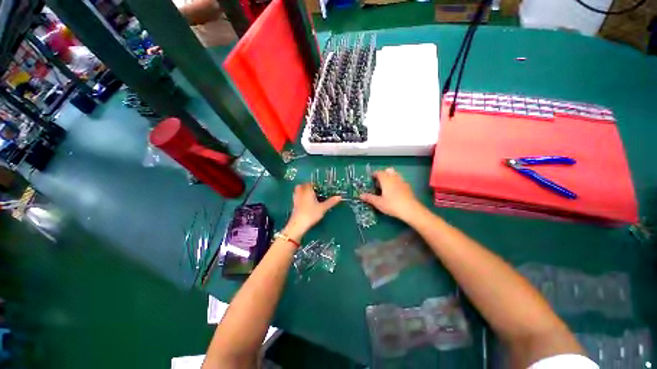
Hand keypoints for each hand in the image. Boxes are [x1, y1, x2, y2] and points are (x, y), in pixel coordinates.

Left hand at [283, 183, 340, 240]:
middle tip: (313, 190)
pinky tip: (305, 204)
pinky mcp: (294, 207)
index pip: (309, 184)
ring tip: (309, 196)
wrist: (298, 224)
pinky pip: (297, 199)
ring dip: (302, 192)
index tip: (318, 186)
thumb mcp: (323, 208)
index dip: (313, 184)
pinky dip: (300, 199)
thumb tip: (339, 197)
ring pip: (297, 192)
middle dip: (306, 187)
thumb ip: (330, 202)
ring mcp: (296, 200)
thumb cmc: (311, 214)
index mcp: (307, 191)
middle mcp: (300, 194)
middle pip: (301, 186)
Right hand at [360, 168, 421, 221]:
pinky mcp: (408, 187)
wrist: (410, 210)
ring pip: (395, 174)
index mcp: (386, 180)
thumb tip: (361, 195)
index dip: (374, 174)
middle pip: (388, 170)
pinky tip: (394, 192)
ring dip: (390, 177)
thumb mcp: (378, 203)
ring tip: (386, 186)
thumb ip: (369, 198)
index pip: (379, 172)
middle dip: (383, 174)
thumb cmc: (392, 205)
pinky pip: (400, 181)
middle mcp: (394, 178)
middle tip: (378, 182)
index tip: (371, 178)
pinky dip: (396, 183)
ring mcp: (402, 182)